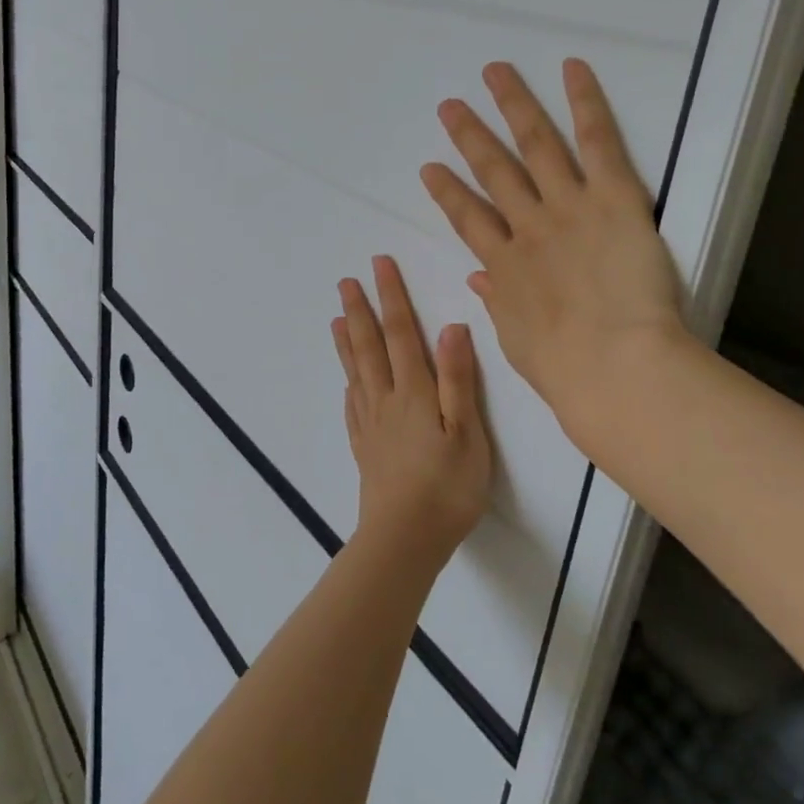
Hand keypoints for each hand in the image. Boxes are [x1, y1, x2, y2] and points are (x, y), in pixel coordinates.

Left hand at [332, 256, 493, 569]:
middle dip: (360, 311)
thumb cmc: (447, 486)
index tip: (379, 265)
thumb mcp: (466, 432)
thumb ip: (457, 379)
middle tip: (345, 281)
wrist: (405, 538)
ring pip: (355, 372)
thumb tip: (451, 327)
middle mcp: (386, 400)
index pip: (401, 333)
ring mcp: (371, 425)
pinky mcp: (365, 449)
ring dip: (347, 342)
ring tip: (336, 318)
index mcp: (414, 392)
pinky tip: (347, 383)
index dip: (391, 297)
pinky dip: (348, 385)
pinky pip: (352, 407)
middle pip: (369, 347)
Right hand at [421, 59, 689, 464]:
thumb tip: (479, 278)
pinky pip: (597, 141)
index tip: (430, 169)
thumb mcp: (517, 340)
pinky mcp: (613, 197)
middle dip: (469, 137)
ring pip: (536, 144)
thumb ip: (498, 301)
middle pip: (494, 171)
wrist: (614, 365)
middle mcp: (529, 226)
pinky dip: (584, 102)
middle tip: (450, 106)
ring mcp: (568, 206)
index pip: (467, 219)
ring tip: (495, 72)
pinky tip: (571, 68)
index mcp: (504, 266)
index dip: (447, 192)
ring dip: (513, 106)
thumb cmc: (565, 369)